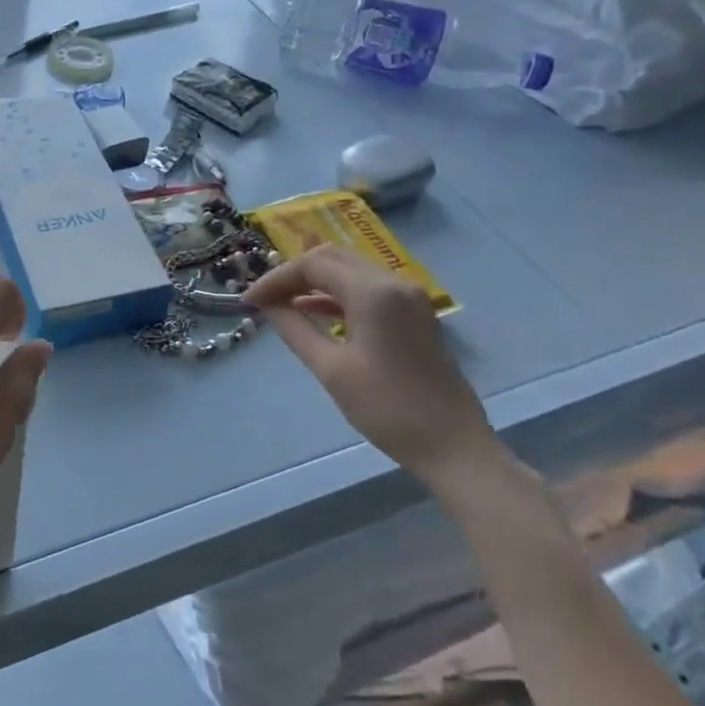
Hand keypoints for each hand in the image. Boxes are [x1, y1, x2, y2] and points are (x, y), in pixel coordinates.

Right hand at [246, 245, 500, 489]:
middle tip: (264, 298)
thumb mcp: (331, 369)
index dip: (276, 279)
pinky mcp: (415, 313)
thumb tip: (267, 305)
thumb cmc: (387, 409)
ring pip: (350, 270)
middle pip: (332, 258)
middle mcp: (393, 282)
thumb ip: (294, 329)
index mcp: (373, 292)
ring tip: (282, 304)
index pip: (313, 265)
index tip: (249, 301)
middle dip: (294, 274)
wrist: (455, 447)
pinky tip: (314, 311)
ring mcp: (408, 296)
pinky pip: (368, 288)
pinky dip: (338, 294)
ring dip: (315, 282)